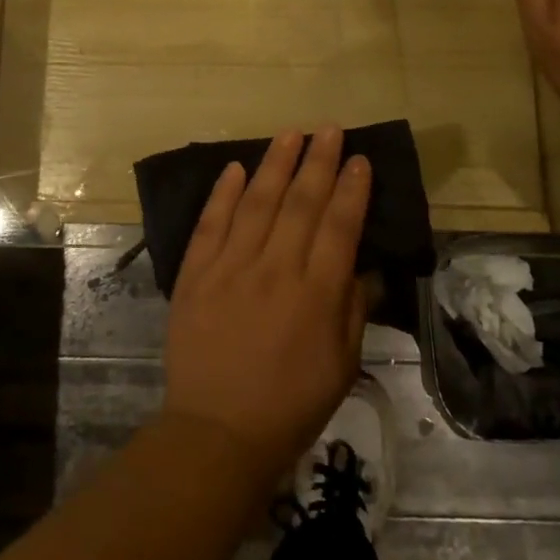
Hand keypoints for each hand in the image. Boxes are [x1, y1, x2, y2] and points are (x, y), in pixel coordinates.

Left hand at [162, 126, 370, 485]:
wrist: (218, 431)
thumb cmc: (290, 404)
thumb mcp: (341, 365)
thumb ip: (353, 309)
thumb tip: (364, 266)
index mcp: (316, 293)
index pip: (339, 226)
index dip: (352, 189)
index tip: (360, 159)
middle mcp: (275, 269)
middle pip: (300, 203)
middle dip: (318, 162)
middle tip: (328, 129)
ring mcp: (230, 267)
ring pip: (257, 202)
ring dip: (275, 164)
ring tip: (290, 133)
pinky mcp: (196, 273)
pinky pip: (211, 223)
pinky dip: (224, 193)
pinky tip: (236, 168)